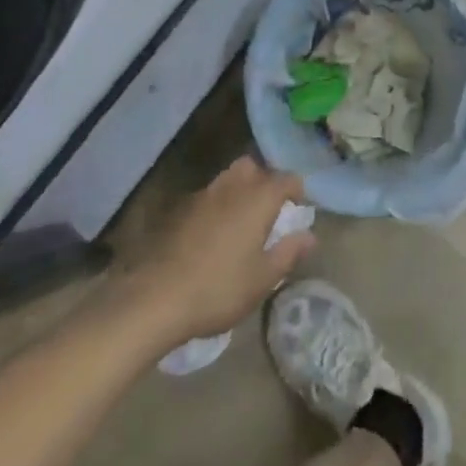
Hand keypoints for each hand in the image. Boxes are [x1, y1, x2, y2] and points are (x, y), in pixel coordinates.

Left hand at [126, 158, 316, 347]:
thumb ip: (288, 253)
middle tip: (270, 209)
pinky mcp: (179, 210)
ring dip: (239, 189)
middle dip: (264, 180)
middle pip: (252, 167)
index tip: (300, 207)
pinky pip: (207, 196)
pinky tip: (213, 234)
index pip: (286, 179)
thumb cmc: (219, 288)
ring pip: (228, 178)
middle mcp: (232, 187)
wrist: (156, 298)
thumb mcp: (263, 279)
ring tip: (242, 220)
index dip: (297, 189)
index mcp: (257, 199)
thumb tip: (310, 235)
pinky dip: (217, 205)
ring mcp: (202, 195)